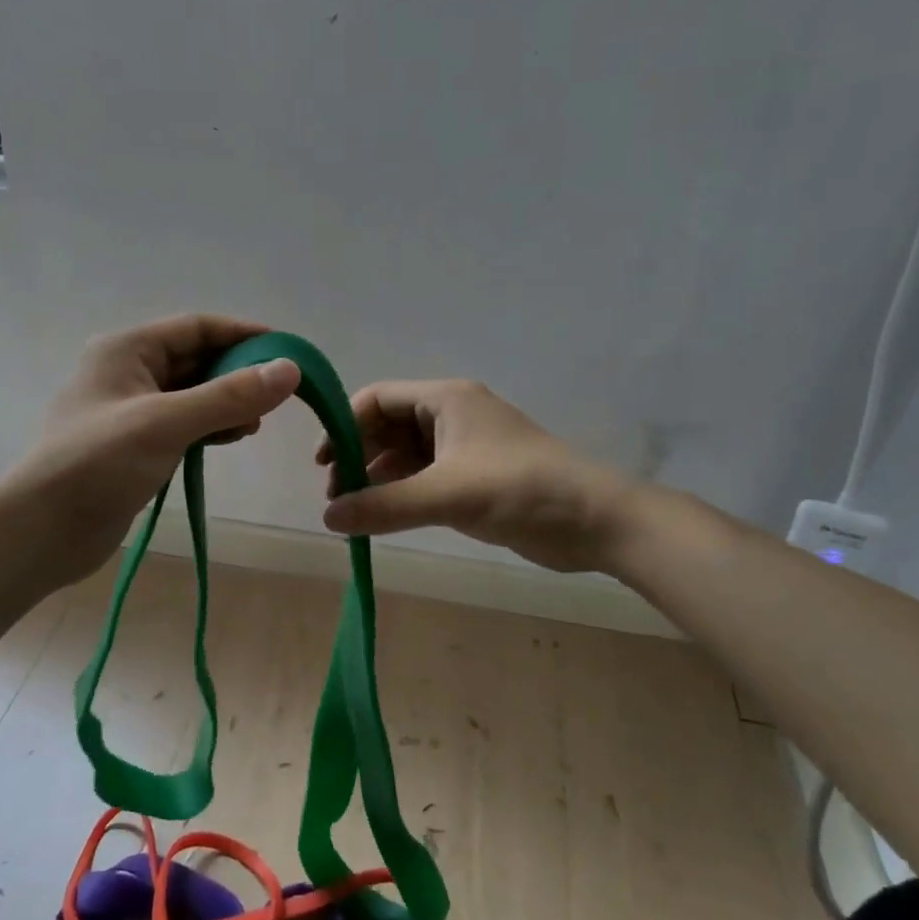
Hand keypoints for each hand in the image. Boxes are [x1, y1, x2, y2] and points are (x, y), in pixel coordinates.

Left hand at [7, 314, 299, 589]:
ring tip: (257, 422)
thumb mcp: (166, 423)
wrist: (41, 531)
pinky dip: (211, 426)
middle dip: (238, 372)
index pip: (197, 327)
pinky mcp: (136, 444)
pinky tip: (233, 437)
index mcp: (127, 349)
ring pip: (193, 393)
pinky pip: (184, 422)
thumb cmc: (97, 464)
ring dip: (227, 402)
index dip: (243, 334)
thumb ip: (229, 396)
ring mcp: (132, 410)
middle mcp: (129, 371)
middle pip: (197, 359)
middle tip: (279, 393)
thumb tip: (291, 370)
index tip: (288, 351)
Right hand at [317, 379, 634, 573]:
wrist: (595, 520)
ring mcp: (465, 447)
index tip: (323, 465)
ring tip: (354, 512)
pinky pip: (424, 477)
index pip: (377, 400)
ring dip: (377, 478)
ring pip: (405, 455)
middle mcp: (451, 415)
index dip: (344, 426)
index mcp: (445, 399)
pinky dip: (401, 493)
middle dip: (358, 457)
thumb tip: (327, 519)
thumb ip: (383, 506)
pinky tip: (385, 517)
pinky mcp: (475, 476)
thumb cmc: (520, 489)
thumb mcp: (447, 495)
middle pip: (388, 427)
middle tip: (336, 498)